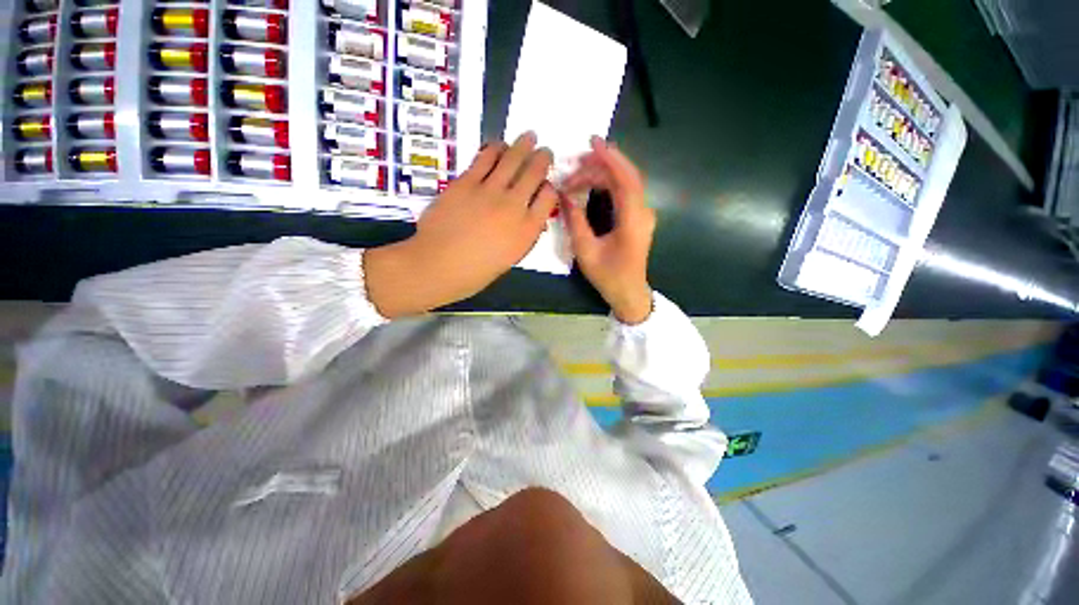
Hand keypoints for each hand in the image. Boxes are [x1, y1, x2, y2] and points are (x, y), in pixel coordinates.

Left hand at [365, 132, 557, 317]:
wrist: (438, 265)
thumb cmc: (476, 271)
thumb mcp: (510, 259)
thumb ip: (523, 236)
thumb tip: (532, 219)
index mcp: (527, 230)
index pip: (548, 198)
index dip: (550, 187)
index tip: (547, 184)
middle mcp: (514, 206)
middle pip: (534, 173)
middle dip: (543, 158)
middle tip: (545, 150)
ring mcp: (489, 191)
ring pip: (512, 159)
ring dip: (523, 145)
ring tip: (529, 137)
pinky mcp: (466, 182)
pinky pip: (485, 158)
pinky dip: (495, 148)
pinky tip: (499, 145)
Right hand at [562, 137, 655, 324]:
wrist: (628, 293)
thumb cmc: (608, 276)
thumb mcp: (586, 251)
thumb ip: (575, 221)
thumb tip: (564, 196)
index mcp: (633, 220)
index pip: (625, 179)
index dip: (610, 158)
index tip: (592, 142)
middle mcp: (642, 212)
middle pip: (625, 177)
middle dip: (599, 166)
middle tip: (572, 167)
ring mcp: (642, 214)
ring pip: (624, 183)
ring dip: (601, 176)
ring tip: (575, 178)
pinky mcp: (637, 218)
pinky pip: (624, 193)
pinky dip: (607, 185)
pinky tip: (590, 185)